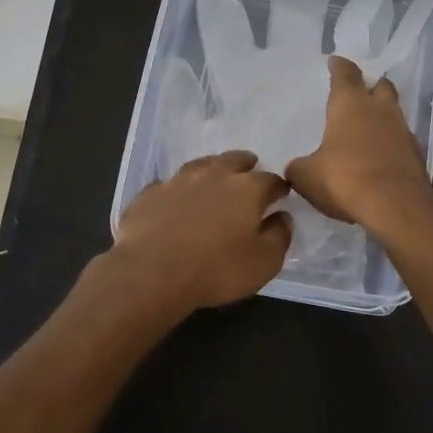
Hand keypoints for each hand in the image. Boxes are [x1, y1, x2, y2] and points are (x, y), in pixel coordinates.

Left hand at [106, 150, 292, 314]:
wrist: (151, 272)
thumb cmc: (216, 269)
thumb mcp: (263, 263)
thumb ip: (279, 236)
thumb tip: (283, 217)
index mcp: (246, 189)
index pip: (270, 180)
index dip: (278, 187)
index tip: (281, 194)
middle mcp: (214, 175)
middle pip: (235, 160)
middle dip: (246, 165)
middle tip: (249, 172)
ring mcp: (178, 180)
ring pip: (200, 165)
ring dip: (212, 169)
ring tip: (215, 177)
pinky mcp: (150, 193)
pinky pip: (169, 184)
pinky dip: (178, 189)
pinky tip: (176, 199)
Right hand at [285, 57, 432, 238]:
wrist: (396, 207)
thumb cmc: (345, 178)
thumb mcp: (307, 175)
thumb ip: (298, 167)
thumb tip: (296, 168)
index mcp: (351, 103)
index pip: (346, 73)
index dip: (339, 66)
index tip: (335, 62)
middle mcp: (380, 110)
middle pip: (380, 86)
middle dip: (370, 86)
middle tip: (359, 93)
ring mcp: (403, 131)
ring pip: (393, 113)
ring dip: (382, 117)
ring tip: (366, 130)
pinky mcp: (416, 156)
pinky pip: (401, 141)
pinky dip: (390, 145)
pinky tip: (378, 159)